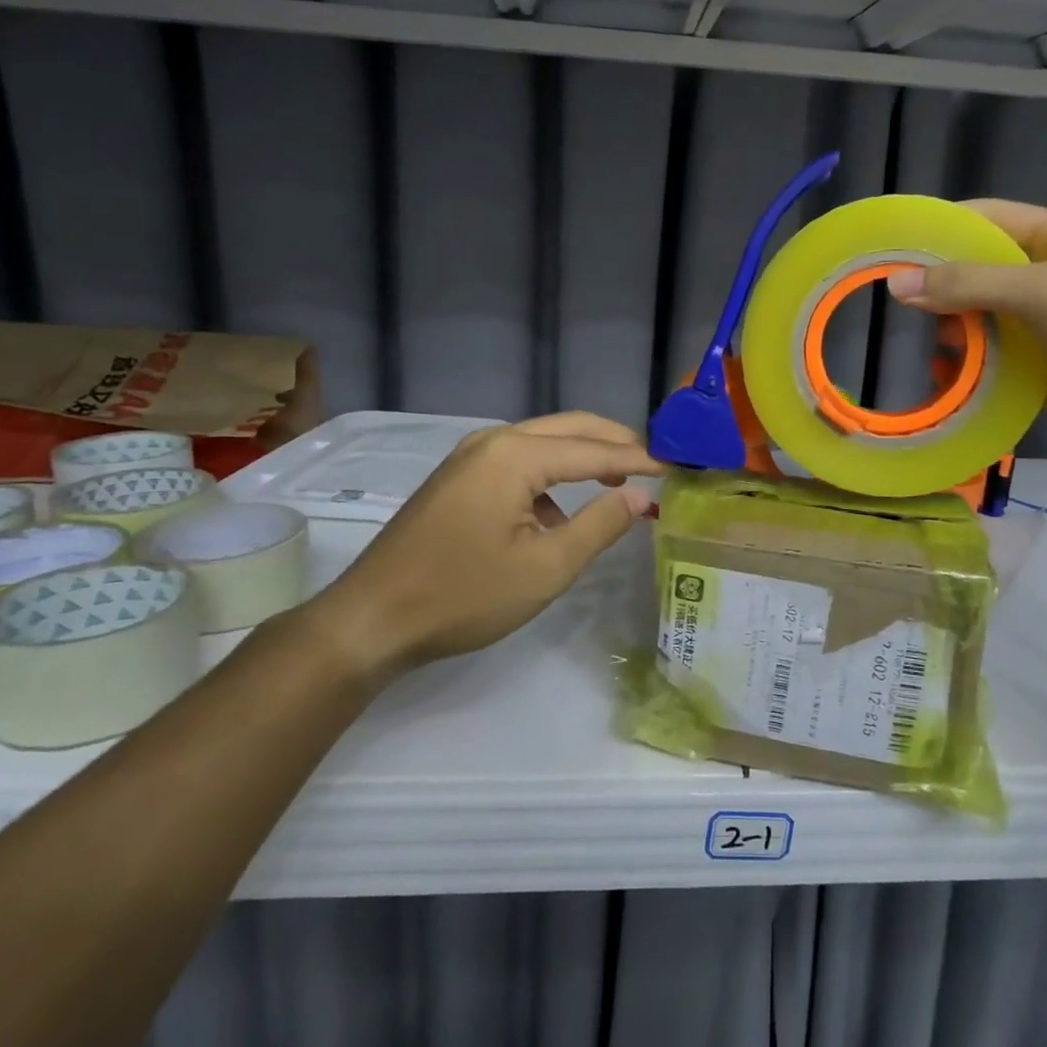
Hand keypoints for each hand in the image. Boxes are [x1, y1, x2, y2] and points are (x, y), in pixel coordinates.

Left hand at [300, 412, 663, 674]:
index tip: (675, 468)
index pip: (593, 448)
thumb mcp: (545, 567)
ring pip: (542, 442)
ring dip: (582, 456)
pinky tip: (559, 512)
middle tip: (653, 465)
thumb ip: (599, 525)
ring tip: (617, 483)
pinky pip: (518, 461)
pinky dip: (550, 475)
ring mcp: (469, 457)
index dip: (637, 458)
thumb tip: (640, 496)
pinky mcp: (458, 478)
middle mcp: (492, 441)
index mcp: (515, 455)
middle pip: (568, 428)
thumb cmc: (463, 595)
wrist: (372, 618)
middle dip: (613, 442)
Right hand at [886, 200, 1046, 445]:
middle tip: (892, 302)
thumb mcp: (1041, 289)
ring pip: (984, 322)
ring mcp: (1046, 326)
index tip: (890, 244)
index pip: (987, 219)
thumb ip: (967, 284)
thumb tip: (895, 283)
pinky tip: (943, 376)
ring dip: (953, 331)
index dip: (940, 228)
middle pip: (979, 273)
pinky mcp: (1043, 371)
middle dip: (940, 288)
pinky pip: (995, 364)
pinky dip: (969, 369)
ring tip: (918, 340)